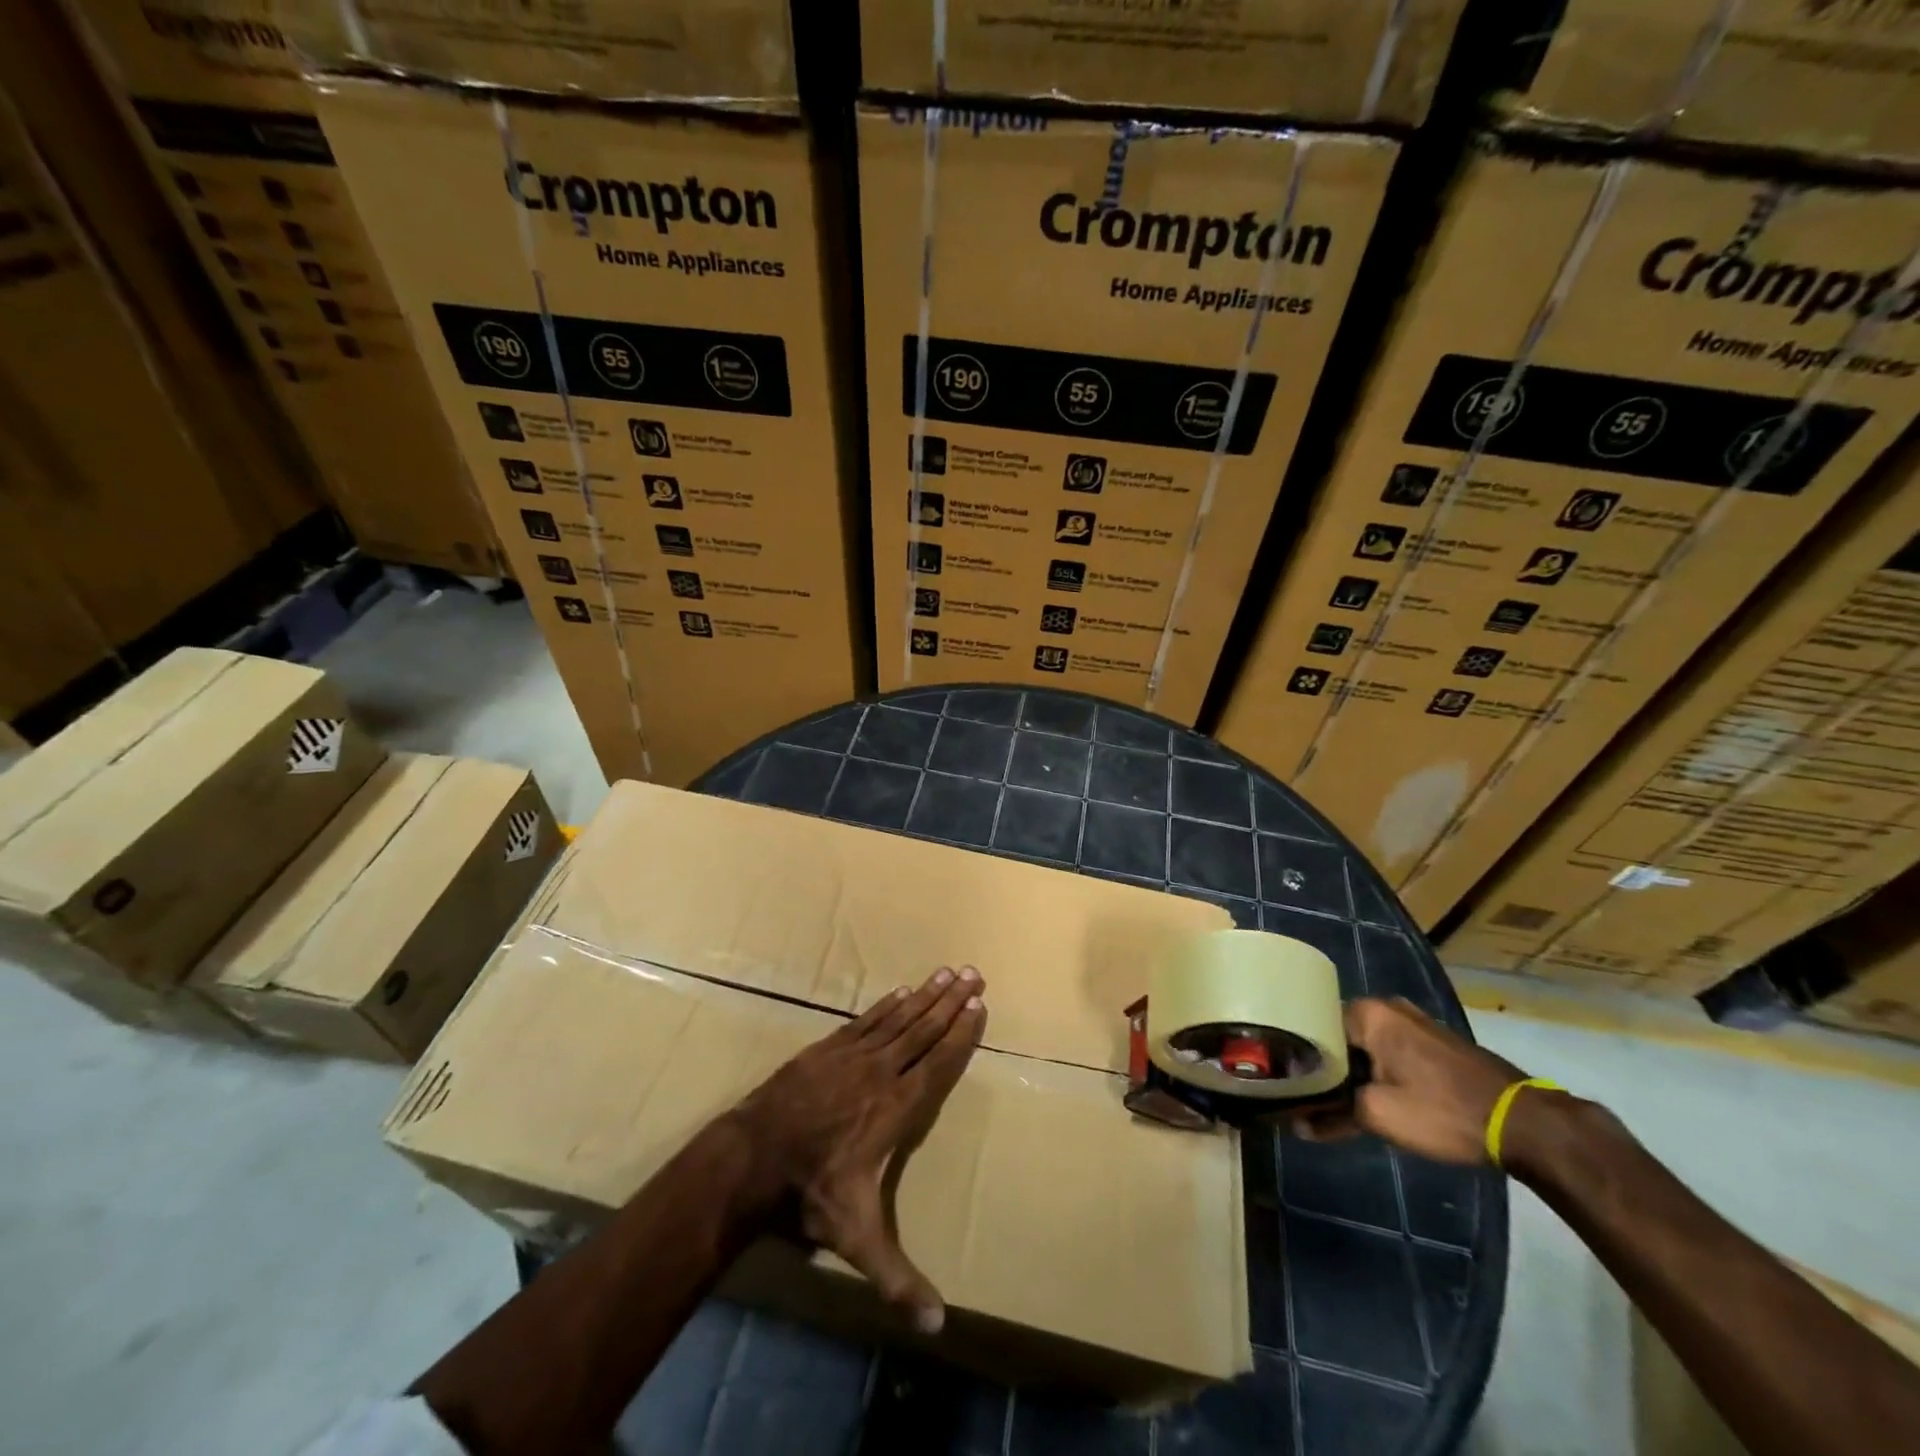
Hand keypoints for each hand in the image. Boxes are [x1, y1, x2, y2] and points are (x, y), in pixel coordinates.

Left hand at [732, 966, 986, 1333]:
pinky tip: (901, 992)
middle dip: (951, 1001)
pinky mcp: (827, 1049)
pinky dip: (887, 1005)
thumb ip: (897, 1276)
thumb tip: (938, 1326)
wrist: (753, 1156)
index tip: (979, 1005)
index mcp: (897, 1108)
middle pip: (924, 1030)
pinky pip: (866, 1020)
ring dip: (925, 995)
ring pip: (899, 1019)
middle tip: (973, 973)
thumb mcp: (858, 1239)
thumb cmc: (812, 1193)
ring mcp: (853, 1055)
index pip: (938, 1062)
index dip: (961, 1033)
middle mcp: (882, 1072)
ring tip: (946, 972)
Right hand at [1295, 997, 1524, 1165]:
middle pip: (1339, 1032)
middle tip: (1307, 1091)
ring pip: (1365, 1042)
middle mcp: (1388, 1006)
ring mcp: (1415, 1021)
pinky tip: (1370, 1093)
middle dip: (1324, 1062)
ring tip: (1333, 1096)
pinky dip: (1375, 1068)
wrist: (1523, 1124)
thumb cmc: (1442, 1110)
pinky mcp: (1434, 1041)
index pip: (1313, 1023)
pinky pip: (1388, 1048)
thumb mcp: (1378, 1116)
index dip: (1298, 1053)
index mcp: (1368, 1012)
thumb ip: (1331, 1116)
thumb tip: (1295, 1125)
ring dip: (1351, 1068)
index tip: (1287, 1079)